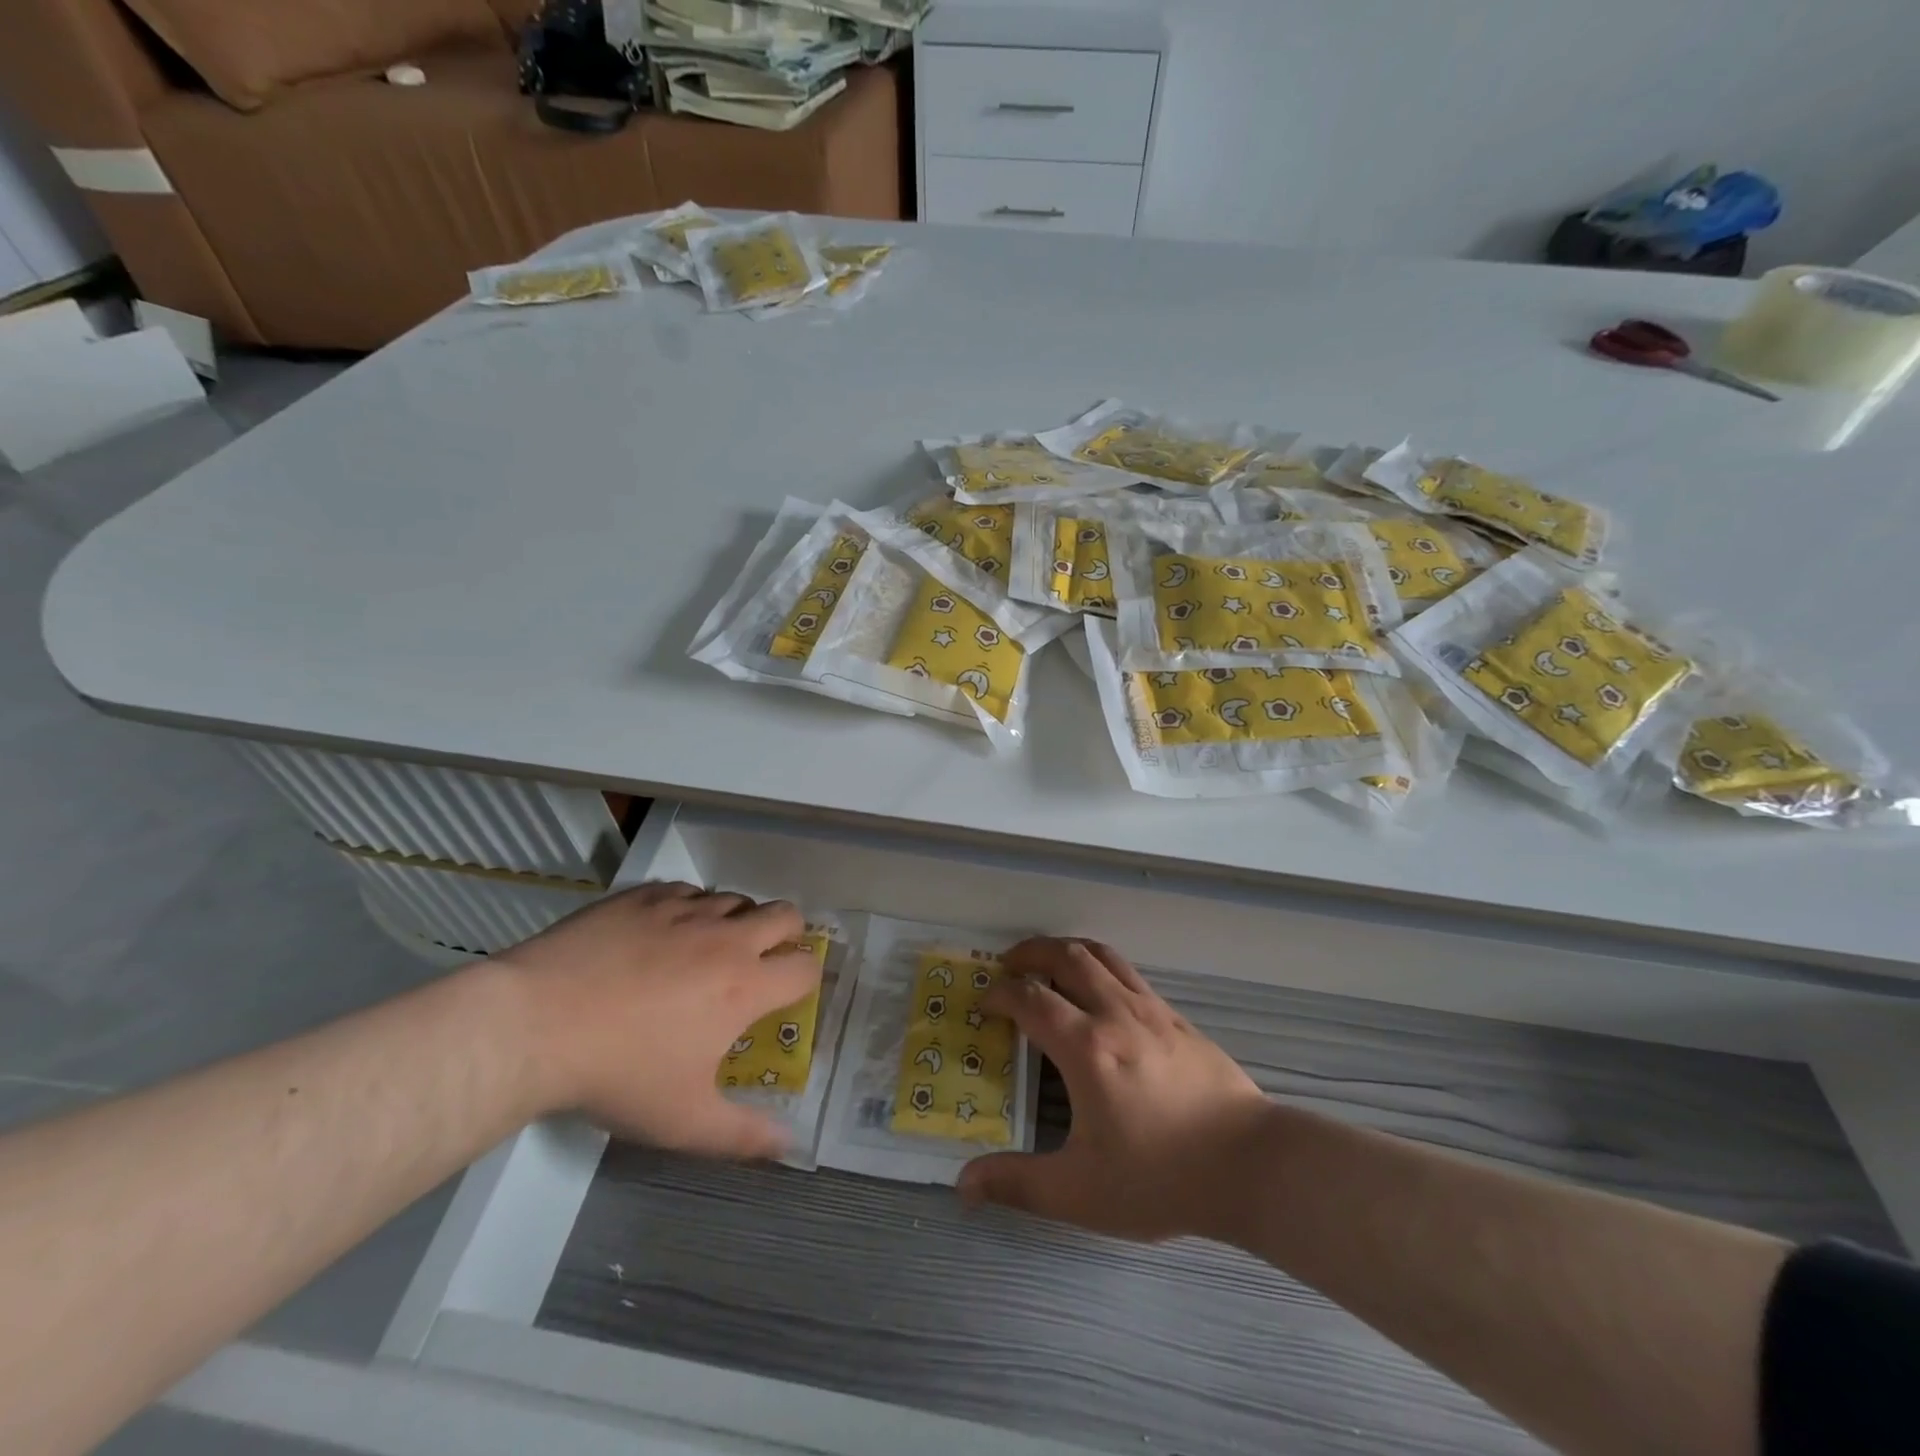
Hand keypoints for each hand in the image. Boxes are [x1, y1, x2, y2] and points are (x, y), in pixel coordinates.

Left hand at [495, 882, 819, 1158]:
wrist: (534, 1024)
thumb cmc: (618, 1074)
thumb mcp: (683, 1121)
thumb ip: (743, 1134)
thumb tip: (788, 1145)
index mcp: (746, 986)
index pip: (806, 967)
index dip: (805, 980)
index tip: (787, 996)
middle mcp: (726, 938)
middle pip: (786, 914)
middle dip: (788, 933)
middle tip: (763, 959)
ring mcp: (684, 909)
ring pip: (735, 899)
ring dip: (736, 920)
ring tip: (709, 948)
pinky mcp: (645, 896)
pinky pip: (686, 890)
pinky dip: (689, 907)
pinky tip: (663, 932)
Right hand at [958, 938, 1273, 1241]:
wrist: (1251, 1165)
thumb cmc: (1161, 1177)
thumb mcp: (1081, 1192)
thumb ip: (1018, 1185)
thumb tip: (963, 1184)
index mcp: (1085, 1047)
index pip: (1029, 999)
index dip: (999, 994)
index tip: (984, 1005)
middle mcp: (1114, 1013)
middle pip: (1066, 956)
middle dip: (1030, 952)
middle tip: (1008, 965)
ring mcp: (1150, 1009)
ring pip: (1101, 954)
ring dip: (1066, 949)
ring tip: (1047, 962)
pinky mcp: (1176, 1017)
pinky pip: (1128, 972)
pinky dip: (1100, 965)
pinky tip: (1099, 992)